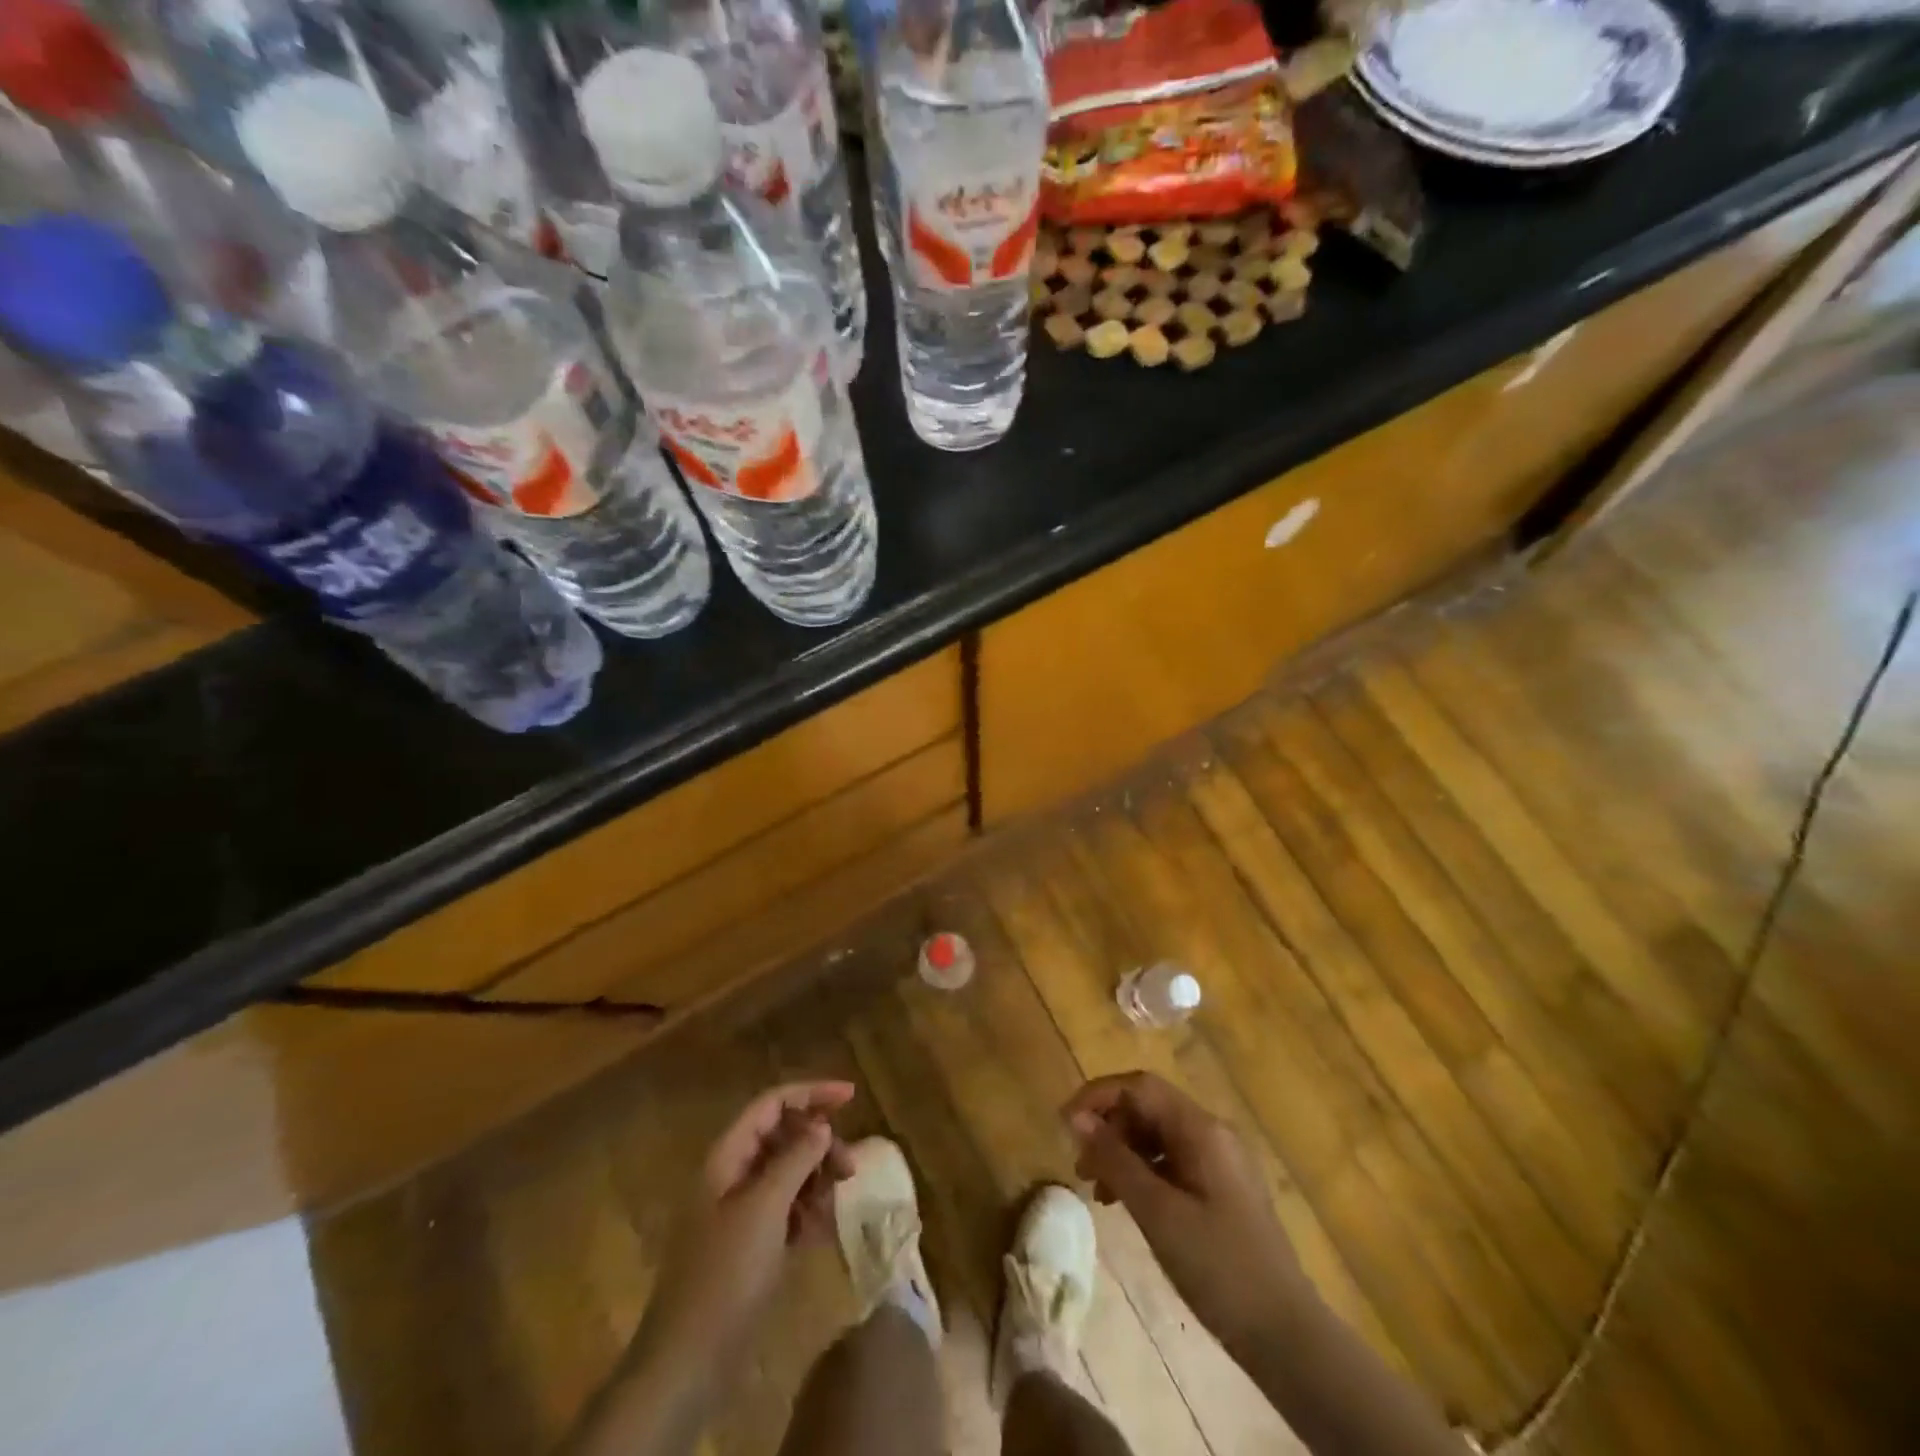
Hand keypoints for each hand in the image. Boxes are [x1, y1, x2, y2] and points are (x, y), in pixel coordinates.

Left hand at [640, 1081, 856, 1365]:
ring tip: (837, 1198)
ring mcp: (741, 1211)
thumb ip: (796, 1159)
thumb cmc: (725, 1274)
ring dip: (816, 1176)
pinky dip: (807, 1209)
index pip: (772, 1104)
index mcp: (727, 1157)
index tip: (851, 1096)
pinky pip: (786, 1208)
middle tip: (850, 1166)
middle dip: (819, 1141)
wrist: (688, 1362)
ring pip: (788, 1172)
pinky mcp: (751, 1244)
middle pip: (783, 1135)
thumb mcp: (765, 1209)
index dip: (811, 1092)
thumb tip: (822, 1125)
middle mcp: (732, 1175)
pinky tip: (824, 1226)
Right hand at [1064, 1071, 1310, 1348]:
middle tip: (1080, 1167)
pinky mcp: (1220, 1190)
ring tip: (1097, 1191)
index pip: (1139, 1086)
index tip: (1065, 1124)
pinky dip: (1142, 1173)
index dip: (1098, 1096)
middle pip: (1148, 1108)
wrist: (1286, 1336)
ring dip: (1122, 1152)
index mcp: (1201, 1129)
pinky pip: (1171, 1162)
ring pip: (1157, 1136)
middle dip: (1108, 1128)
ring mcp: (1219, 1162)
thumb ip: (1115, 1160)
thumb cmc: (1219, 1267)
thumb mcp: (1157, 1212)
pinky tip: (1126, 1203)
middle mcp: (1212, 1133)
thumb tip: (1076, 1119)